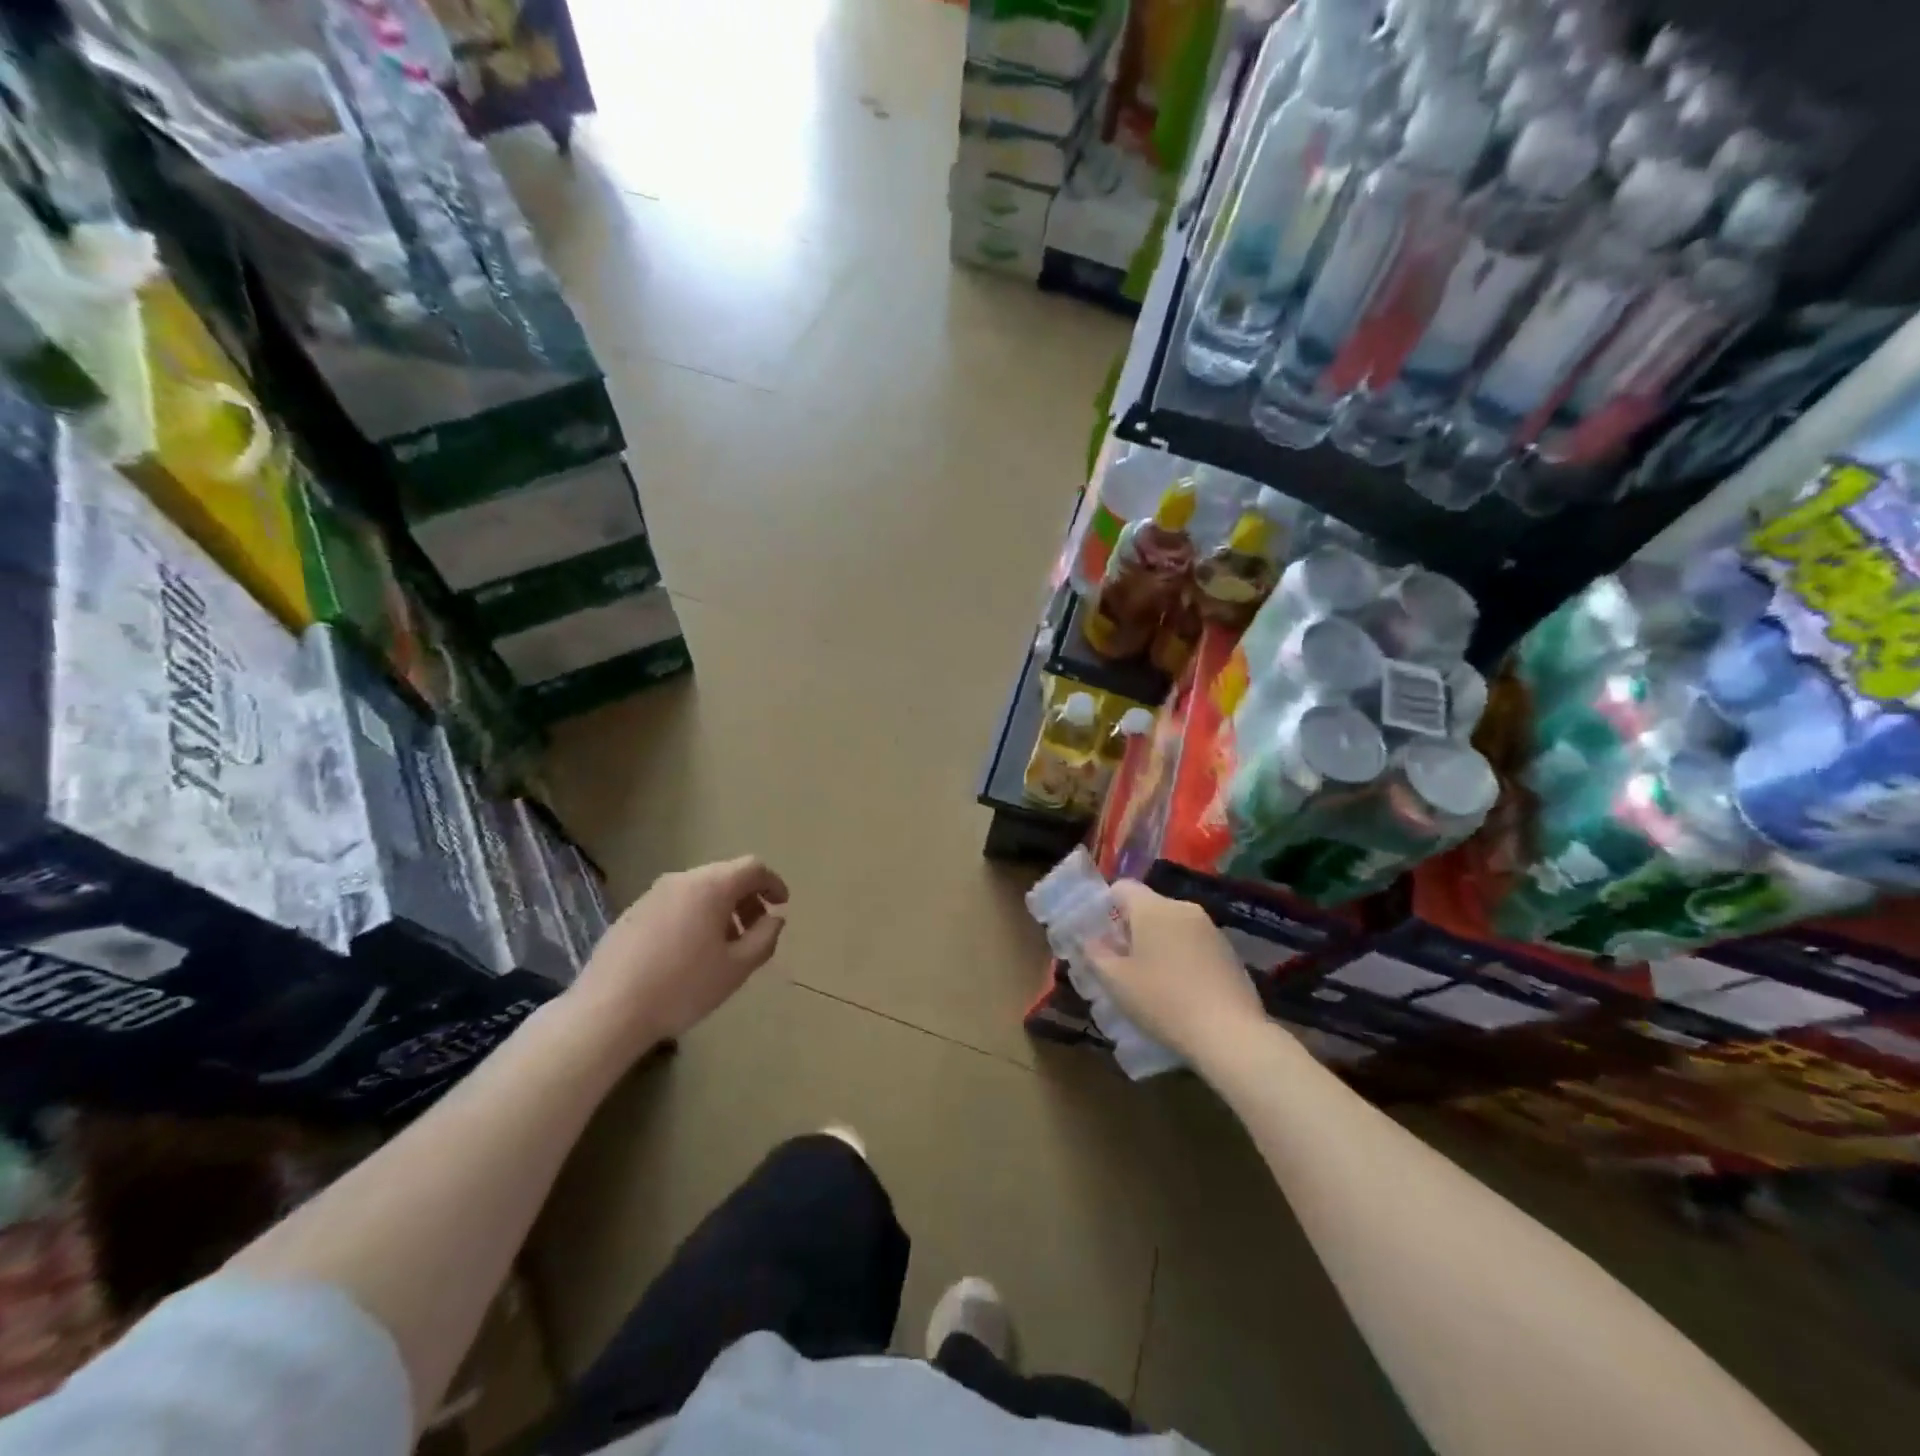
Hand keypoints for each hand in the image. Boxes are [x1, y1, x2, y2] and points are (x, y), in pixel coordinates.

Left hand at [564, 856, 788, 1053]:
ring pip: (699, 890)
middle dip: (747, 898)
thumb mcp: (736, 968)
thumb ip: (764, 938)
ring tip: (725, 946)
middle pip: (725, 876)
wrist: (607, 1010)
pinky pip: (676, 903)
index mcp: (711, 886)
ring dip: (721, 909)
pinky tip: (690, 952)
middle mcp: (681, 880)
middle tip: (756, 930)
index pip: (753, 867)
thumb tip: (774, 918)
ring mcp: (652, 894)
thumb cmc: (682, 987)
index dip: (773, 883)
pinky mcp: (632, 913)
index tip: (782, 905)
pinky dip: (695, 916)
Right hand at [1087, 881, 1265, 1063]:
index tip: (1102, 938)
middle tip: (1123, 964)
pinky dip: (1183, 957)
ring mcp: (1210, 928)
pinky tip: (1182, 989)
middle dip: (1133, 929)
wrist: (1229, 1033)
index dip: (1106, 907)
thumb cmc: (1162, 1001)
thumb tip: (1090, 939)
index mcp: (1152, 908)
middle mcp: (1183, 907)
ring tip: (1153, 980)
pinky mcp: (1230, 951)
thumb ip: (1095, 953)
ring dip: (1159, 943)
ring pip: (1173, 925)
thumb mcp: (1115, 981)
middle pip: (1148, 907)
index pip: (1122, 887)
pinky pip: (1195, 943)